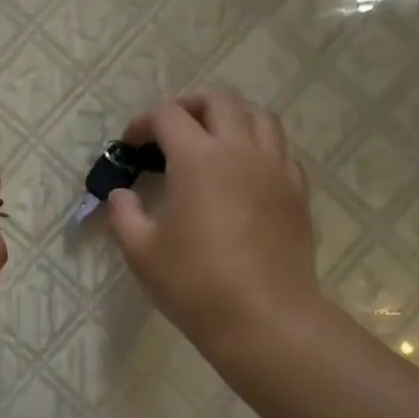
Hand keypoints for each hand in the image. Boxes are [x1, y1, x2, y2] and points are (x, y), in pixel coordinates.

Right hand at [107, 93, 319, 355]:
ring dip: (230, 118)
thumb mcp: (140, 251)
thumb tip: (121, 195)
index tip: (130, 145)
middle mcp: (241, 150)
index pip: (168, 115)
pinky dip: (258, 147)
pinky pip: (280, 150)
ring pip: (259, 117)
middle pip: (219, 100)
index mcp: (198, 159)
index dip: (143, 123)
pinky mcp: (297, 192)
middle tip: (169, 132)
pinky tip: (243, 174)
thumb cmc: (193, 283)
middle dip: (188, 106)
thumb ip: (124, 214)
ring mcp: (276, 169)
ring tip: (210, 142)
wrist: (262, 317)